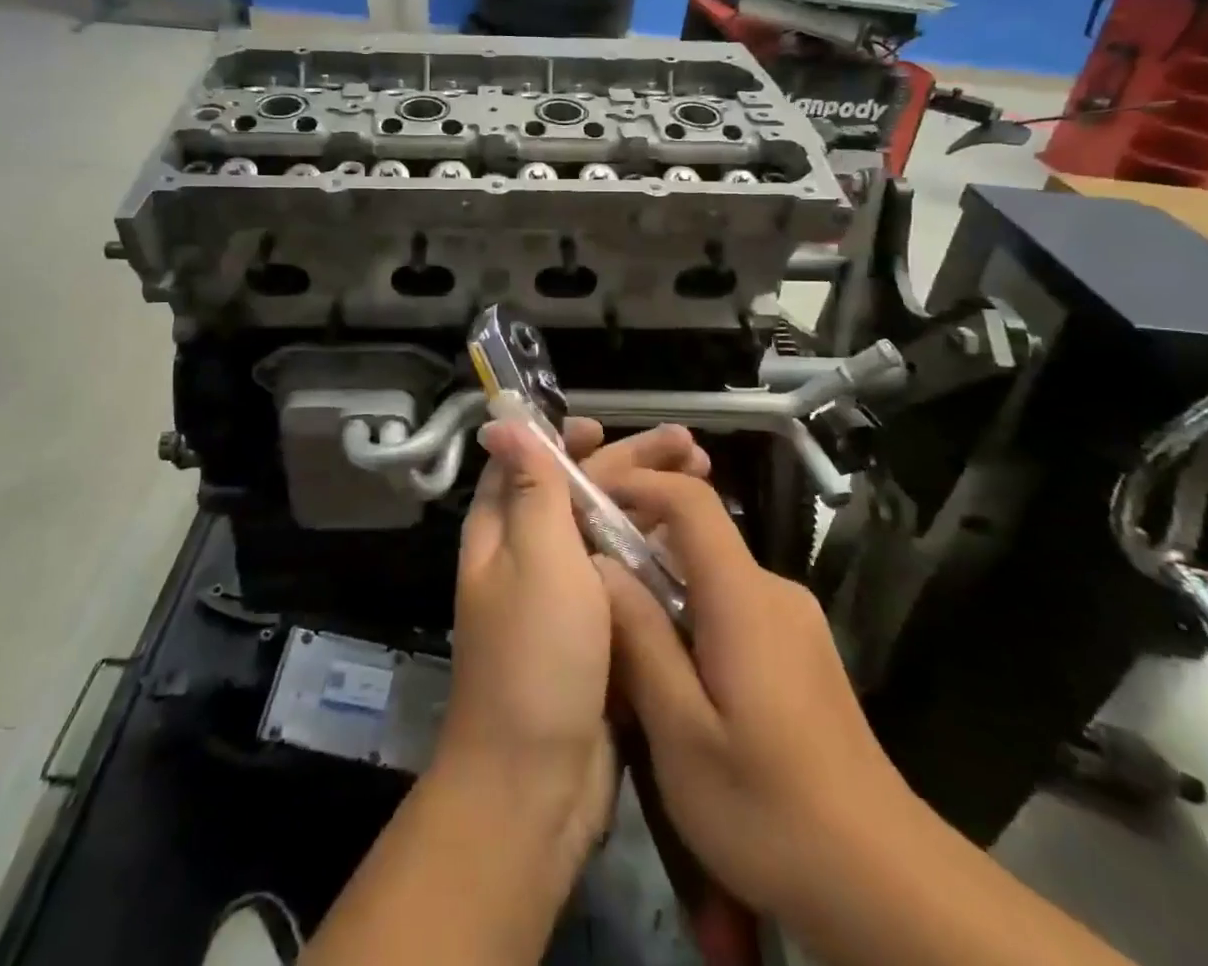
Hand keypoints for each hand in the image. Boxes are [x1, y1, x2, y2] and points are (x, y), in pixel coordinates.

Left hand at [437, 420, 709, 863]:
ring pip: (608, 535)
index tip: (607, 428)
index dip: (563, 439)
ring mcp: (563, 600)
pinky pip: (626, 579)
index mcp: (503, 532)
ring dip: (650, 506)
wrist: (535, 784)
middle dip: (630, 466)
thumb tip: (501, 422)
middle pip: (580, 495)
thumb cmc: (534, 655)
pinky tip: (695, 547)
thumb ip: (530, 487)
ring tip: (707, 484)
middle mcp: (528, 558)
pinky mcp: (595, 636)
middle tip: (690, 447)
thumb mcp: (536, 557)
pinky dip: (655, 556)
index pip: (528, 464)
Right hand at [596, 465, 906, 918]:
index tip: (589, 498)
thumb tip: (601, 566)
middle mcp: (774, 591)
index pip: (691, 501)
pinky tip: (675, 676)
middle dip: (639, 547)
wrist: (885, 882)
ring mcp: (794, 621)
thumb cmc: (770, 809)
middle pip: (698, 537)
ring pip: (712, 577)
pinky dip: (693, 617)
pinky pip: (733, 607)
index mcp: (744, 597)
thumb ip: (640, 640)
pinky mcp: (802, 651)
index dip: (638, 485)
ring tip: (624, 641)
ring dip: (664, 591)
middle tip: (591, 587)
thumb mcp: (683, 734)